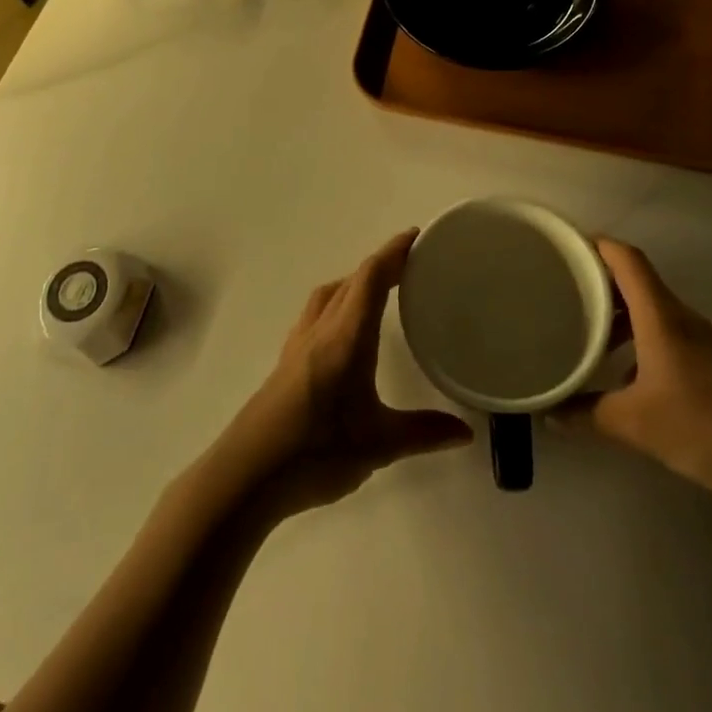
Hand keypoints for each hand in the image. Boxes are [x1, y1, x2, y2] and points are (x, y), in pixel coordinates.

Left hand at [219, 231, 472, 515]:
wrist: (246, 474)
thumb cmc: (316, 452)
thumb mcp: (379, 445)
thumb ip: (423, 433)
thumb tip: (465, 431)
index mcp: (346, 336)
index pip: (371, 278)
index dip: (393, 253)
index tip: (415, 237)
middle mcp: (321, 329)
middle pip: (351, 281)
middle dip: (380, 265)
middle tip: (409, 265)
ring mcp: (298, 344)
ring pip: (329, 295)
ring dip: (354, 283)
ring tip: (377, 292)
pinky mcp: (285, 362)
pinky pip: (315, 314)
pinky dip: (335, 304)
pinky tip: (342, 331)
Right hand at [562, 238, 711, 503]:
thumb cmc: (705, 428)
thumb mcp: (636, 425)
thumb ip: (588, 414)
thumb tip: (550, 412)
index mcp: (661, 317)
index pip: (627, 259)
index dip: (598, 244)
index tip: (570, 246)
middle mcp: (682, 317)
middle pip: (639, 281)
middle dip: (603, 280)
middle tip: (569, 291)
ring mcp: (705, 339)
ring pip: (655, 309)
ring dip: (624, 313)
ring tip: (593, 332)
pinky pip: (672, 333)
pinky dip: (645, 338)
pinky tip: (632, 373)